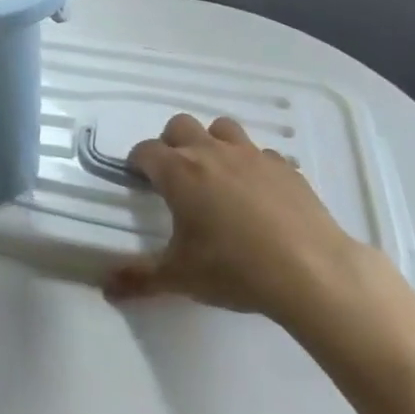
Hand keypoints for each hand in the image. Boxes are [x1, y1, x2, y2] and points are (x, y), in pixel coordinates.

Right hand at [105, 114, 372, 334]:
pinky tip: (257, 193)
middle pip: (181, 126)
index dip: (137, 162)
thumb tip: (104, 287)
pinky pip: (260, 153)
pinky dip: (252, 165)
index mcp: (178, 172)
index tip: (138, 179)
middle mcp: (211, 152)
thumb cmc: (234, 269)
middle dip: (172, 144)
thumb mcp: (179, 278)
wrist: (310, 271)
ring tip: (216, 175)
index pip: (145, 150)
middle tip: (175, 176)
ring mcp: (251, 155)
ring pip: (222, 129)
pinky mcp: (285, 167)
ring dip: (212, 143)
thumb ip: (138, 278)